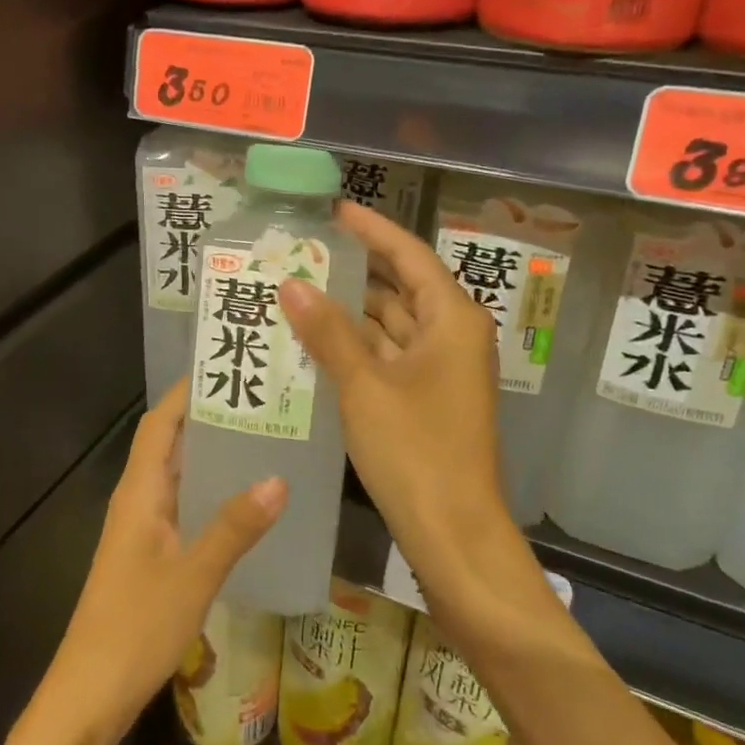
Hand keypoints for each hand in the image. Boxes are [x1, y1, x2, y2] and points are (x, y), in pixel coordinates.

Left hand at [40, 378, 285, 744]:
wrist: (89, 694)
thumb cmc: (135, 628)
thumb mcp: (194, 575)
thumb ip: (234, 527)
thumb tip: (280, 477)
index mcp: (139, 491)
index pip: (159, 423)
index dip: (186, 393)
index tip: (226, 369)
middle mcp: (137, 500)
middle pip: (169, 443)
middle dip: (208, 419)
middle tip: (260, 402)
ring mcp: (142, 529)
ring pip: (177, 476)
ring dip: (211, 456)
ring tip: (263, 440)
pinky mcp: (149, 556)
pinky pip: (182, 507)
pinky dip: (209, 493)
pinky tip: (244, 504)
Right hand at [279, 203, 530, 610]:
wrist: (454, 533)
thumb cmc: (416, 451)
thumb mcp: (364, 386)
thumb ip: (327, 332)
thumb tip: (291, 283)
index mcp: (452, 319)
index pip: (408, 256)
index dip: (371, 230)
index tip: (333, 211)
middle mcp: (452, 336)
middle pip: (400, 286)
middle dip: (354, 270)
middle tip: (302, 252)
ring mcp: (441, 369)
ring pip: (391, 323)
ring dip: (350, 310)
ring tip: (298, 290)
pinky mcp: (426, 397)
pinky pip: (388, 355)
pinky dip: (356, 345)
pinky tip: (315, 339)